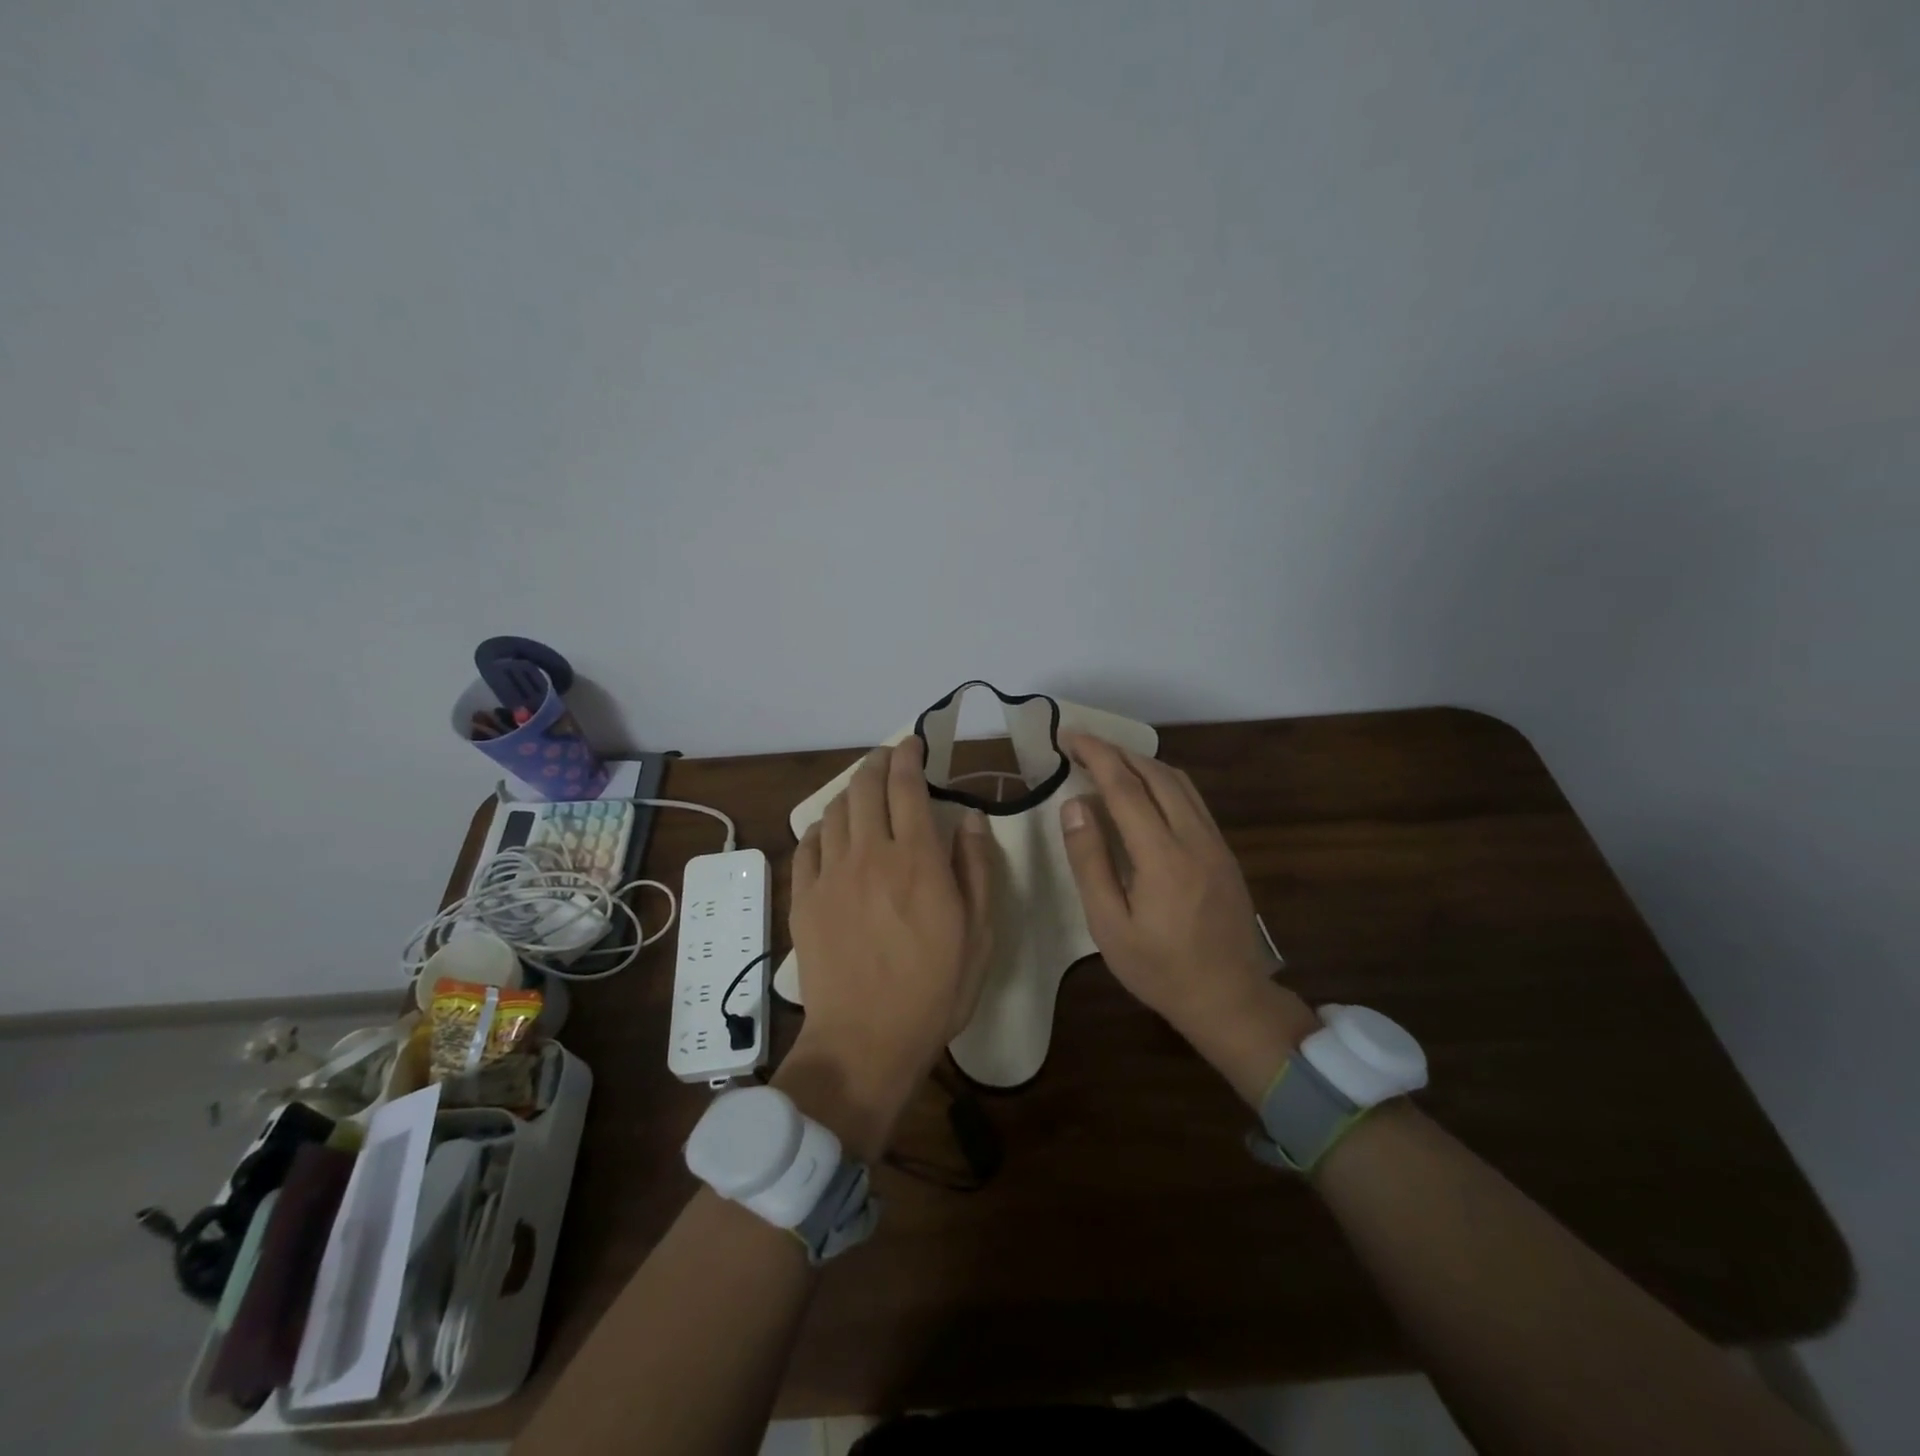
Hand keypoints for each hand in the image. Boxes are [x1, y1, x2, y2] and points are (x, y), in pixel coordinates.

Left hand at [782, 737, 994, 1154]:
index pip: (908, 787)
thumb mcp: (980, 934)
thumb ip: (977, 869)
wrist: (865, 1040)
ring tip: (864, 789)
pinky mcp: (804, 898)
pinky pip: (808, 844)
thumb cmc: (934, 990)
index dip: (910, 757)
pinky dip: (822, 827)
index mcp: (917, 860)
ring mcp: (831, 875)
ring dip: (852, 790)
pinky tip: (831, 831)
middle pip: (867, 787)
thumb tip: (971, 818)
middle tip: (889, 757)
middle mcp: (870, 854)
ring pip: (836, 810)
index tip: (914, 743)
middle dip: (878, 762)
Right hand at [1058, 732, 1319, 1101]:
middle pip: (1156, 774)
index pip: (1125, 787)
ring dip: (1142, 762)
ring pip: (1179, 782)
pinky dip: (1163, 781)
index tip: (1069, 737)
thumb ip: (1090, 861)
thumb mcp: (1109, 925)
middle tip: (1082, 746)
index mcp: (1162, 856)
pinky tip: (1144, 791)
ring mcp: (1215, 842)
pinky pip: (1192, 799)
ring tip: (1108, 761)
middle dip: (1117, 751)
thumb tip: (1074, 805)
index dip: (1096, 756)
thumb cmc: (1159, 969)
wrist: (1230, 998)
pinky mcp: (1225, 851)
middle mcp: (1194, 837)